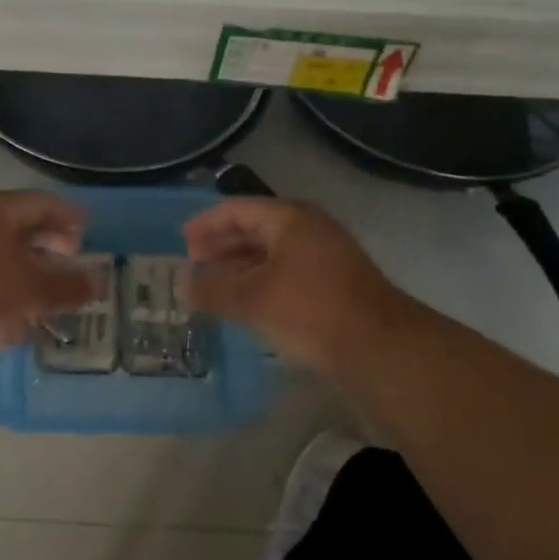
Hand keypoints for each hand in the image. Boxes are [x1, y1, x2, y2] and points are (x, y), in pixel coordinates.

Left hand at [0, 191, 96, 357]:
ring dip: (27, 268)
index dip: (70, 217)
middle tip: (71, 260)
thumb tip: (96, 284)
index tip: (88, 233)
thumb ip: (68, 286)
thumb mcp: (34, 290)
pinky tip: (15, 311)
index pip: (43, 203)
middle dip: (49, 244)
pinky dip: (4, 285)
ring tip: (47, 291)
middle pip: (20, 225)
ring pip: (0, 251)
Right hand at [183, 197, 413, 373]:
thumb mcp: (251, 300)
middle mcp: (309, 230)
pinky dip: (260, 282)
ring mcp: (325, 257)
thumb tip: (179, 282)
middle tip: (194, 265)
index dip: (206, 224)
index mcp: (290, 219)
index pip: (237, 210)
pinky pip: (286, 273)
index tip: (182, 242)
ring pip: (271, 254)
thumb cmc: (309, 311)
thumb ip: (210, 289)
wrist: (380, 349)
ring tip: (213, 287)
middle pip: (255, 229)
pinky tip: (246, 304)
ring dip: (239, 267)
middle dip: (221, 247)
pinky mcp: (334, 285)